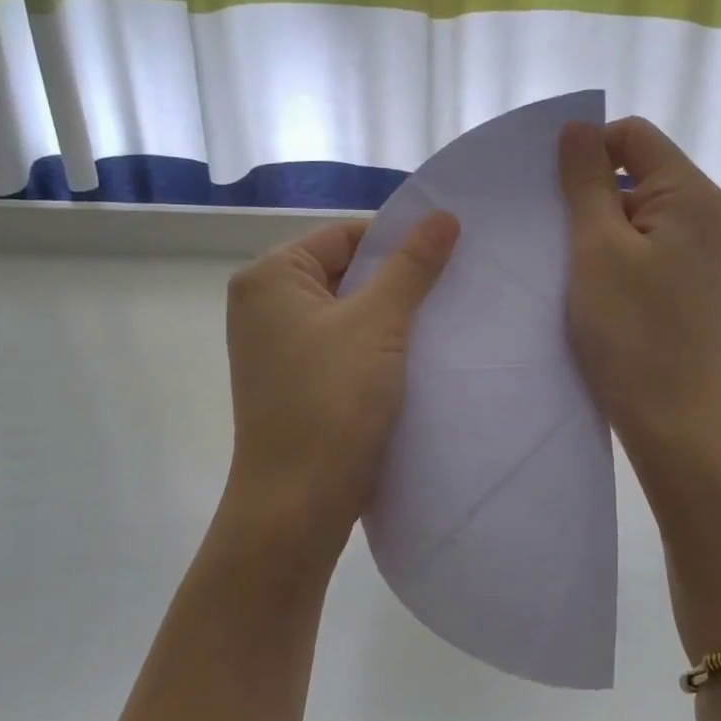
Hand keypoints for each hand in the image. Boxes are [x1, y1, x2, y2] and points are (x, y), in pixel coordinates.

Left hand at [223, 213, 460, 550]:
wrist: (298, 504)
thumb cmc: (332, 402)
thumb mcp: (379, 324)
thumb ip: (412, 266)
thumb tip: (444, 215)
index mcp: (270, 277)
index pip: (344, 236)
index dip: (398, 240)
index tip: (449, 253)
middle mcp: (265, 306)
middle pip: (345, 272)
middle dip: (398, 279)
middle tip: (455, 284)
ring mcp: (278, 348)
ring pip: (348, 312)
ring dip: (392, 315)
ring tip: (444, 318)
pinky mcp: (297, 382)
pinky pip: (344, 346)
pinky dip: (378, 346)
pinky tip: (418, 354)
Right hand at [558, 117, 720, 460]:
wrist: (671, 417)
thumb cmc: (632, 330)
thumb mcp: (598, 248)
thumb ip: (586, 183)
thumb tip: (577, 127)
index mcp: (690, 194)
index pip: (634, 136)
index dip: (589, 148)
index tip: (549, 186)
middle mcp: (701, 215)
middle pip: (636, 173)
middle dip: (588, 191)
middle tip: (546, 226)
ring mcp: (694, 253)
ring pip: (633, 215)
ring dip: (594, 227)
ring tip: (559, 258)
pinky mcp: (682, 285)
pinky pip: (640, 249)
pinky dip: (609, 255)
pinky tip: (582, 282)